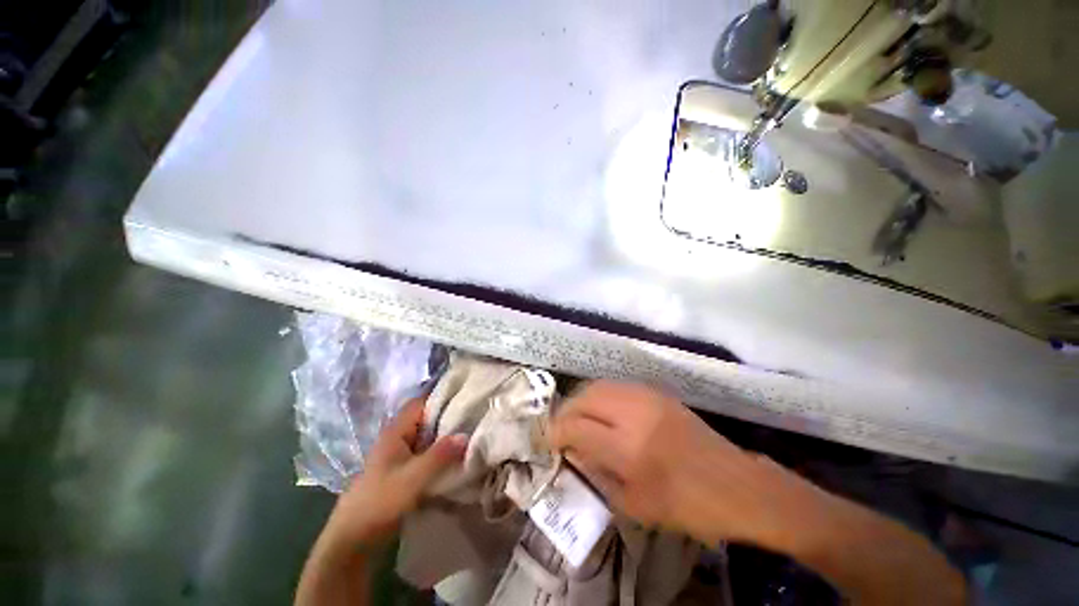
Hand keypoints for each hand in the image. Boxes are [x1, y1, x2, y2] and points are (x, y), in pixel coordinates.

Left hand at [325, 398, 466, 547]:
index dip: (442, 399)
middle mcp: (396, 442)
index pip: (419, 405)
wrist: (359, 530)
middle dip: (449, 423)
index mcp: (394, 434)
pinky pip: (425, 463)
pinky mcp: (401, 478)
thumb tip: (465, 434)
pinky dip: (440, 463)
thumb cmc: (382, 500)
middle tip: (481, 425)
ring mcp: (398, 460)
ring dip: (446, 446)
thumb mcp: (414, 478)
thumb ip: (439, 457)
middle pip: (424, 424)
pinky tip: (459, 471)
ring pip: (426, 445)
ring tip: (477, 446)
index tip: (471, 399)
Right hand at [551, 381, 816, 545]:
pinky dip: (606, 399)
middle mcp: (639, 413)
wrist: (737, 488)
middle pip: (586, 396)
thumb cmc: (685, 508)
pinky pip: (625, 389)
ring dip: (585, 402)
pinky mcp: (668, 398)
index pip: (574, 426)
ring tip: (579, 426)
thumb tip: (574, 454)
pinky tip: (606, 420)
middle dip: (566, 413)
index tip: (547, 448)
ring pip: (605, 386)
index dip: (554, 436)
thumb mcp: (632, 504)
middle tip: (559, 435)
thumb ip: (598, 475)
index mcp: (629, 446)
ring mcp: (656, 400)